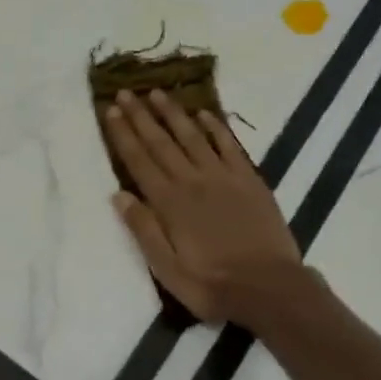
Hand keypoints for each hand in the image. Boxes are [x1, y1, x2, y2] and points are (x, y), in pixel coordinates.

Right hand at [102, 89, 303, 324]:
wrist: (270, 287)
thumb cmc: (212, 285)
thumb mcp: (167, 269)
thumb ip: (144, 229)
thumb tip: (119, 194)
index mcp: (170, 203)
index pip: (139, 160)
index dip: (123, 134)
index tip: (110, 110)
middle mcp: (193, 181)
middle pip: (162, 142)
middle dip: (141, 116)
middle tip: (127, 92)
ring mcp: (224, 177)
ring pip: (193, 136)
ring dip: (174, 113)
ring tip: (158, 93)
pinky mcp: (249, 180)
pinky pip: (229, 145)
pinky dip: (216, 127)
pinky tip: (204, 114)